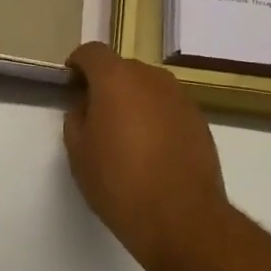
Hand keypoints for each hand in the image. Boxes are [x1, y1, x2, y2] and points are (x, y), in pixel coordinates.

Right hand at [63, 42, 229, 270]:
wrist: (181, 217)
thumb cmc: (119, 183)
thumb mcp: (79, 153)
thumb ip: (76, 119)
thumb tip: (86, 107)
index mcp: (116, 78)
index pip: (93, 52)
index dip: (78, 64)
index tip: (71, 84)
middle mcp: (151, 78)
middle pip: (122, 68)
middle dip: (107, 84)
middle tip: (96, 115)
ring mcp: (180, 97)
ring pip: (148, 87)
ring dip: (134, 100)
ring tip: (126, 135)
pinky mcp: (200, 120)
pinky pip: (168, 107)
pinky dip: (156, 117)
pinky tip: (152, 149)